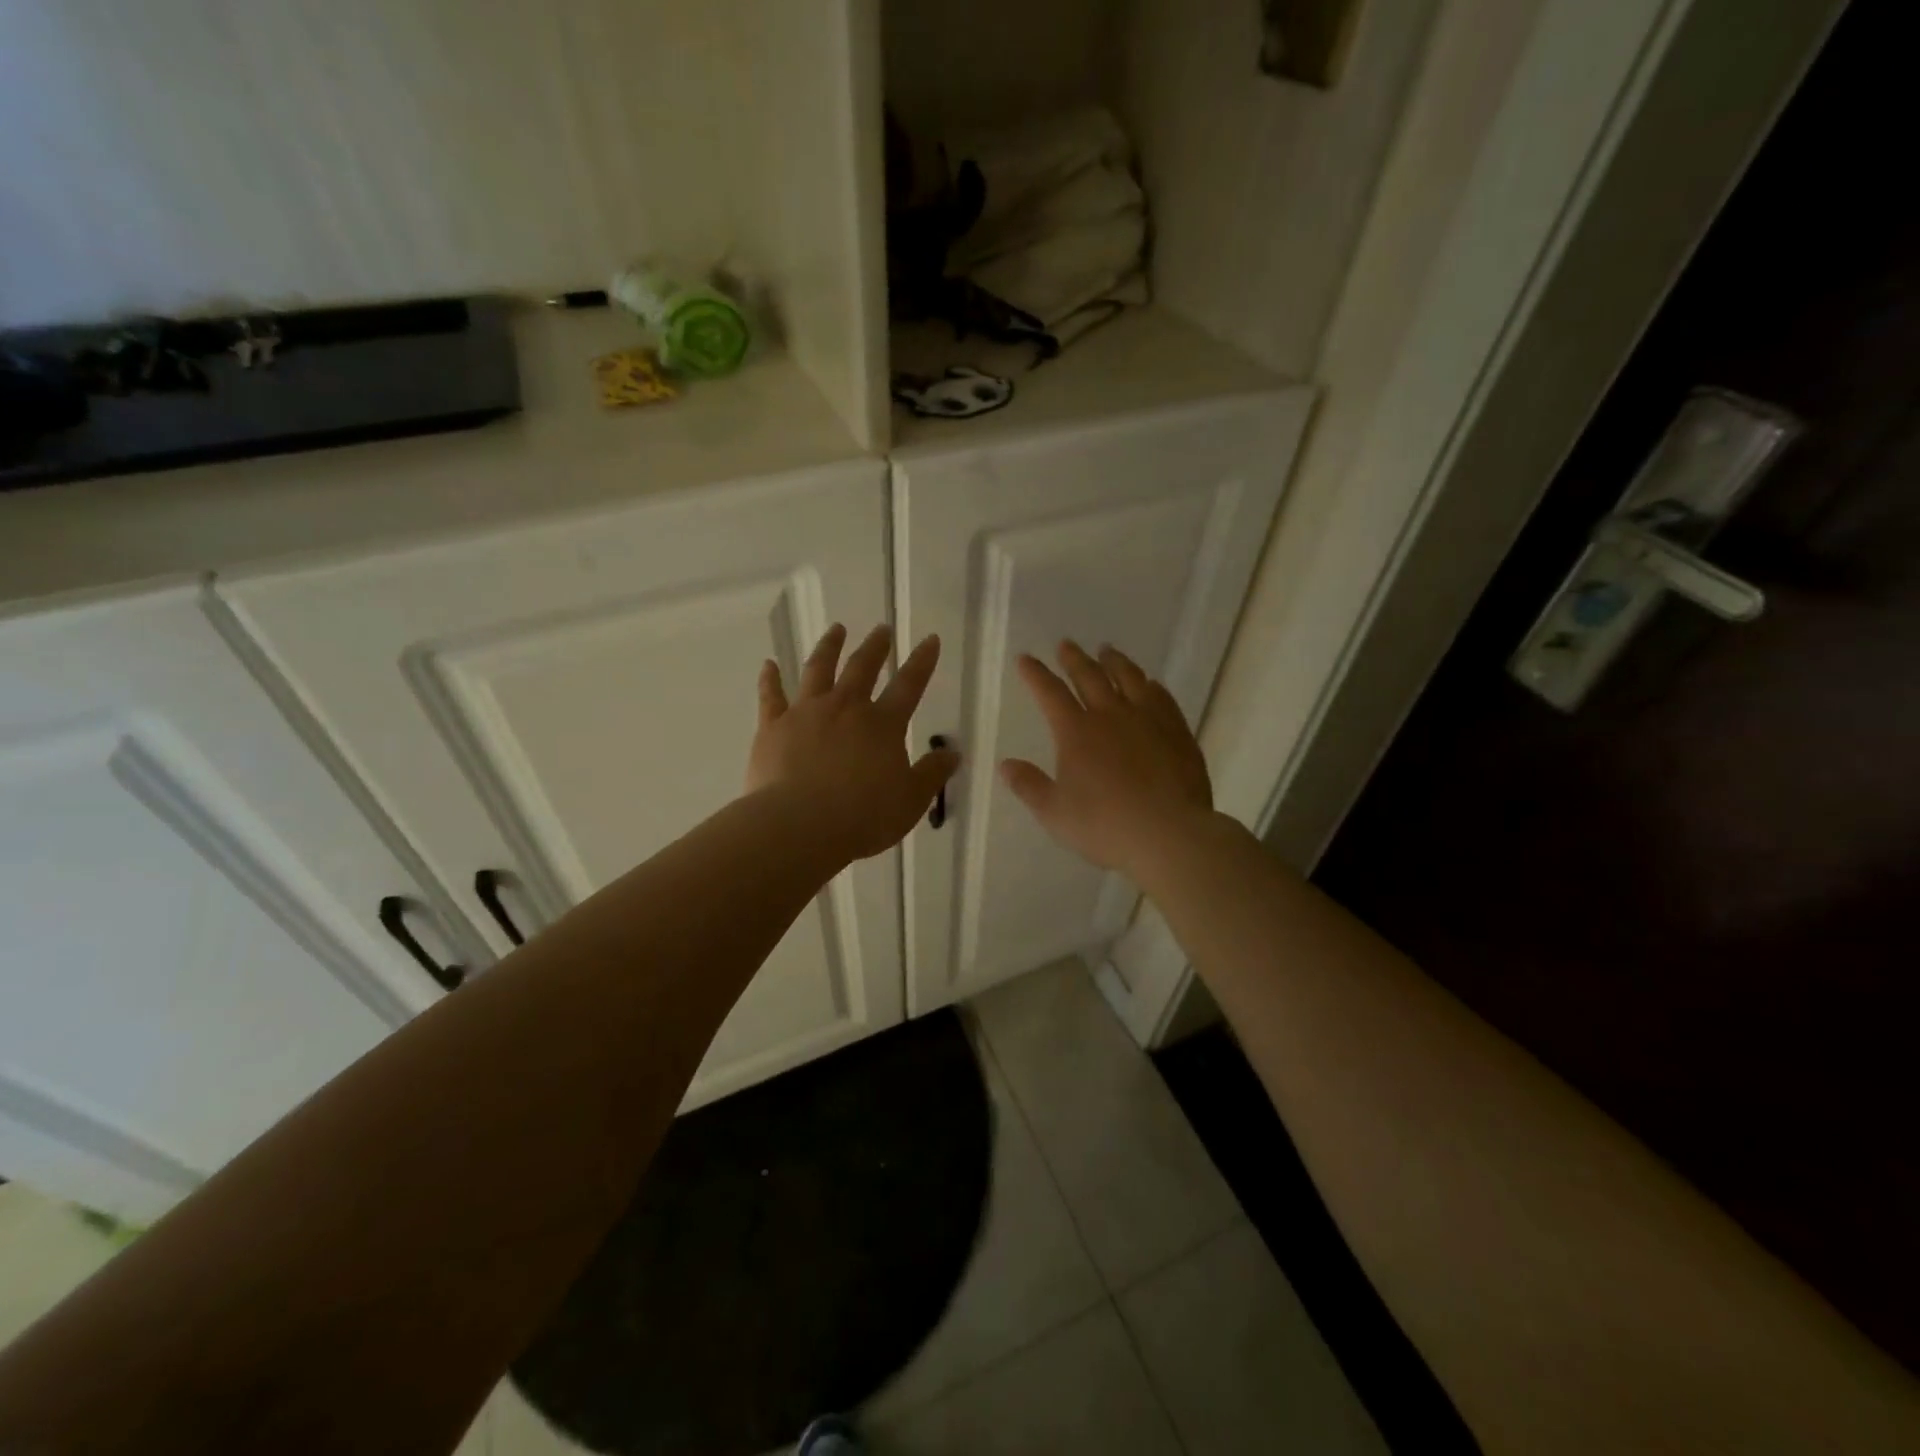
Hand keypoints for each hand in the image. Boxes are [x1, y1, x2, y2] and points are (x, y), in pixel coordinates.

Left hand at [748, 623, 961, 863]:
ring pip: (818, 670)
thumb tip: (954, 754)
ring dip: (828, 647)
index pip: (909, 685)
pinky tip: (769, 664)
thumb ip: (932, 774)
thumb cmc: (863, 817)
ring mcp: (806, 713)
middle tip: (882, 629)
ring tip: (836, 630)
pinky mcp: (773, 727)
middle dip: (875, 647)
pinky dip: (770, 678)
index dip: (922, 662)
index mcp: (882, 725)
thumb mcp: (911, 800)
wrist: (799, 826)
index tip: (930, 639)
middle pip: (862, 668)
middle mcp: (845, 708)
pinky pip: (771, 696)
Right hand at [1000, 641, 1214, 881]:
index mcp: (1076, 732)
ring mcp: (1148, 719)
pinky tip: (1150, 683)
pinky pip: (1162, 697)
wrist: (1169, 834)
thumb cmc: (1104, 826)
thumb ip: (1029, 786)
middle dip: (1074, 658)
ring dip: (1114, 661)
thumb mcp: (1054, 813)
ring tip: (1107, 651)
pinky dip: (1150, 685)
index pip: (1050, 693)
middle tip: (1066, 644)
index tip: (1026, 658)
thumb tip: (1006, 765)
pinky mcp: (1177, 731)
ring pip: (1129, 678)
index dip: (1036, 674)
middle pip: (1090, 676)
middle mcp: (1111, 715)